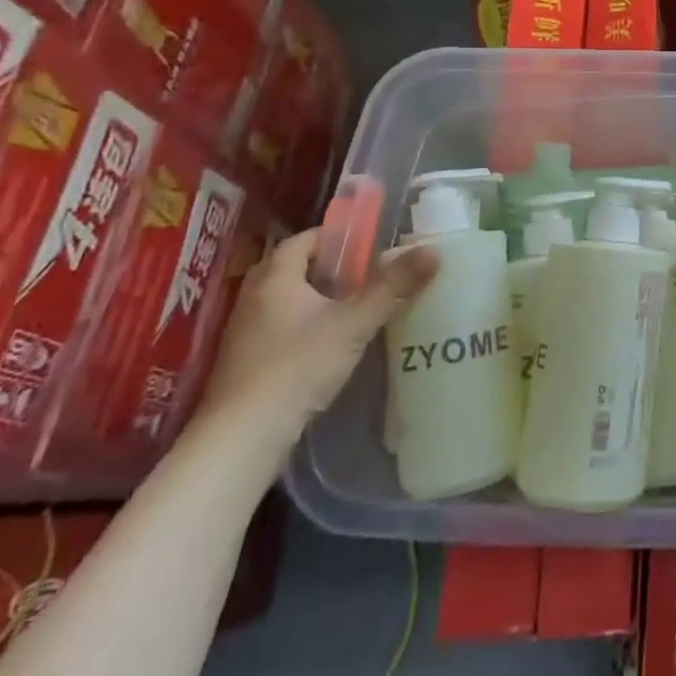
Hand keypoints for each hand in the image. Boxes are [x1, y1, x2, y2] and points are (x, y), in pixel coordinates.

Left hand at [197, 229, 438, 453]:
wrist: (242, 437)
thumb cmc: (298, 366)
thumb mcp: (355, 323)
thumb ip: (393, 287)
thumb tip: (432, 251)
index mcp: (275, 279)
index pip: (303, 240)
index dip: (334, 237)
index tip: (366, 243)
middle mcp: (253, 299)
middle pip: (292, 268)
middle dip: (327, 267)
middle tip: (364, 273)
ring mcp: (244, 333)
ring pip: (284, 300)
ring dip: (315, 297)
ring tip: (354, 305)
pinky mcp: (245, 363)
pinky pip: (278, 327)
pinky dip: (304, 324)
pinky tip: (330, 342)